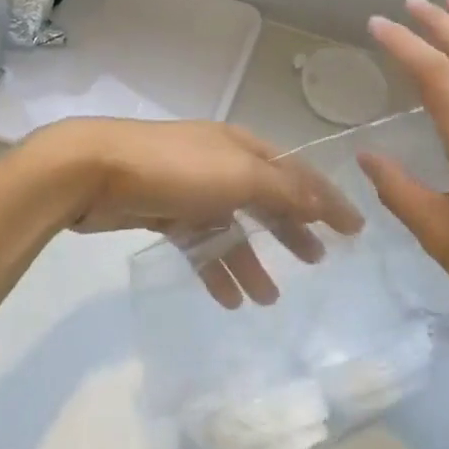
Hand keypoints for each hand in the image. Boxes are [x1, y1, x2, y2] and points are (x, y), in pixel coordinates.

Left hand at [30, 119, 362, 309]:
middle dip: (291, 230)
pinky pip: (200, 244)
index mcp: (242, 147)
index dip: (326, 199)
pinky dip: (215, 269)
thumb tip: (320, 203)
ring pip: (232, 228)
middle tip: (317, 261)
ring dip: (251, 260)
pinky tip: (228, 300)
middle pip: (266, 200)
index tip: (354, 229)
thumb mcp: (238, 174)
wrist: (94, 170)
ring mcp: (191, 189)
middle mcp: (220, 164)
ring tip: (270, 298)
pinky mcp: (163, 213)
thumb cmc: (175, 168)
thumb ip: (281, 190)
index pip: (295, 174)